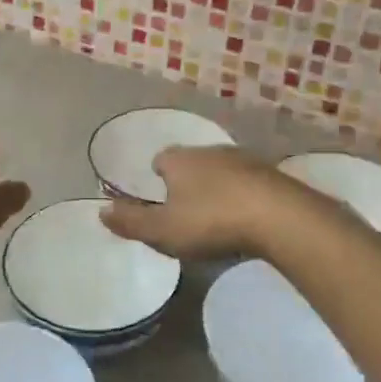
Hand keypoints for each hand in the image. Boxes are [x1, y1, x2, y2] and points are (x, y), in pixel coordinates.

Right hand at [100, 146, 297, 259]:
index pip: (162, 158)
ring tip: (217, 214)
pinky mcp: (273, 175)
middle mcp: (211, 151)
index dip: (158, 174)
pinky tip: (246, 217)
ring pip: (223, 170)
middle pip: (193, 161)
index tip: (159, 193)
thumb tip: (100, 211)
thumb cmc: (211, 221)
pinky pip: (250, 182)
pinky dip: (244, 195)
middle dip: (188, 179)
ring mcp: (245, 160)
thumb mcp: (163, 230)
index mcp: (180, 160)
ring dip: (218, 186)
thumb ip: (131, 222)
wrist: (279, 217)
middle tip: (186, 207)